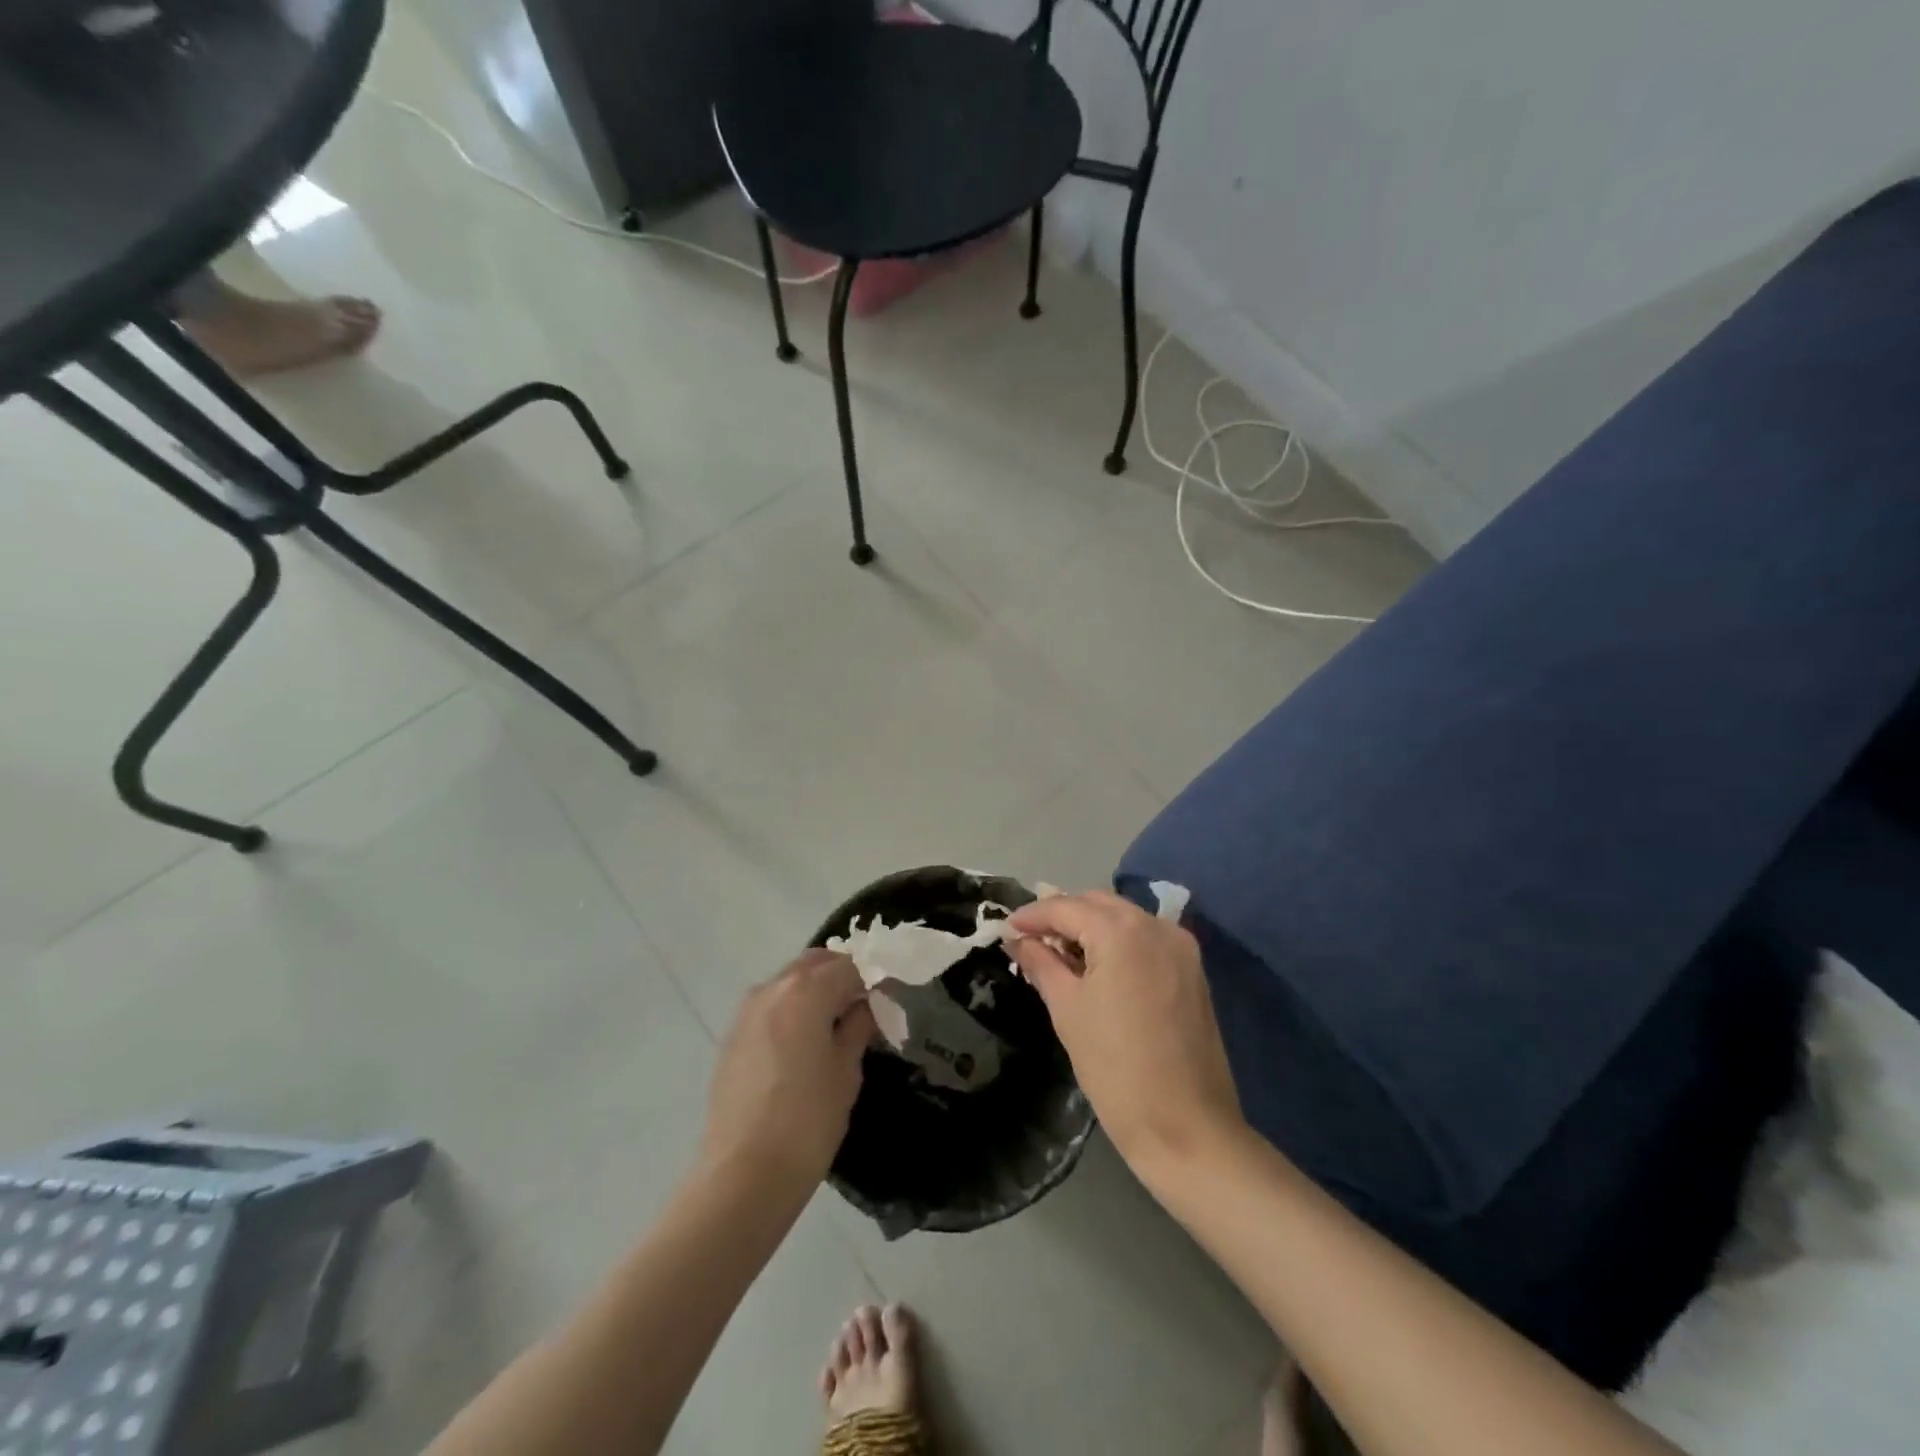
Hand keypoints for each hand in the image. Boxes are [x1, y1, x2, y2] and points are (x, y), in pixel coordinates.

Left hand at [702, 950, 876, 1189]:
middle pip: (816, 963)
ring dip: (816, 991)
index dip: (873, 980)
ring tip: (836, 1027)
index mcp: (806, 990)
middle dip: (842, 976)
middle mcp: (773, 988)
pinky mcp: (733, 1035)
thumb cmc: (807, 1121)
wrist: (742, 1176)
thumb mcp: (846, 1071)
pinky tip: (804, 1045)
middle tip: (864, 1009)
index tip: (888, 1003)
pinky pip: (772, 1005)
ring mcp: (747, 1010)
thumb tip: (867, 1005)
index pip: (850, 965)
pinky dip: (793, 1009)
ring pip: (791, 981)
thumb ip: (858, 1026)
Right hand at [1009, 892, 1243, 1174]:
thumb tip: (1019, 940)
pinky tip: (1095, 965)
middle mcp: (1156, 925)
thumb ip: (1041, 963)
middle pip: (1098, 904)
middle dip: (1062, 915)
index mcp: (1122, 931)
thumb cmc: (1115, 1067)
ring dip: (1089, 927)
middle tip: (1030, 939)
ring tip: (1058, 952)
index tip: (1005, 928)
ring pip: (1123, 919)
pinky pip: (1145, 939)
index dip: (1032, 915)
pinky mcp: (1193, 970)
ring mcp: (1180, 946)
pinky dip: (1117, 942)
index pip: (1066, 907)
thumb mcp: (1067, 1009)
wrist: (1186, 1128)